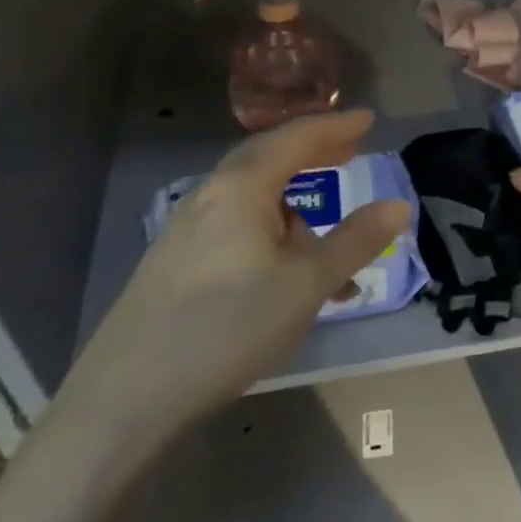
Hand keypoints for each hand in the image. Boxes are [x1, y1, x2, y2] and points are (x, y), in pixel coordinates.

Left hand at [60, 111, 409, 452]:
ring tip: (327, 244)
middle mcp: (209, 198)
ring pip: (251, 200)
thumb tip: (398, 206)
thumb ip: (355, 241)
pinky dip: (270, 235)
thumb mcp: (306, 285)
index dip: (335, 127)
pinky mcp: (172, 266)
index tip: (368, 119)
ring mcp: (184, 233)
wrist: (123, 402)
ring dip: (294, 207)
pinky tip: (284, 277)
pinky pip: (235, 229)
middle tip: (349, 153)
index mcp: (240, 189)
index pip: (295, 139)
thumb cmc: (227, 328)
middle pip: (267, 159)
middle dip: (312, 155)